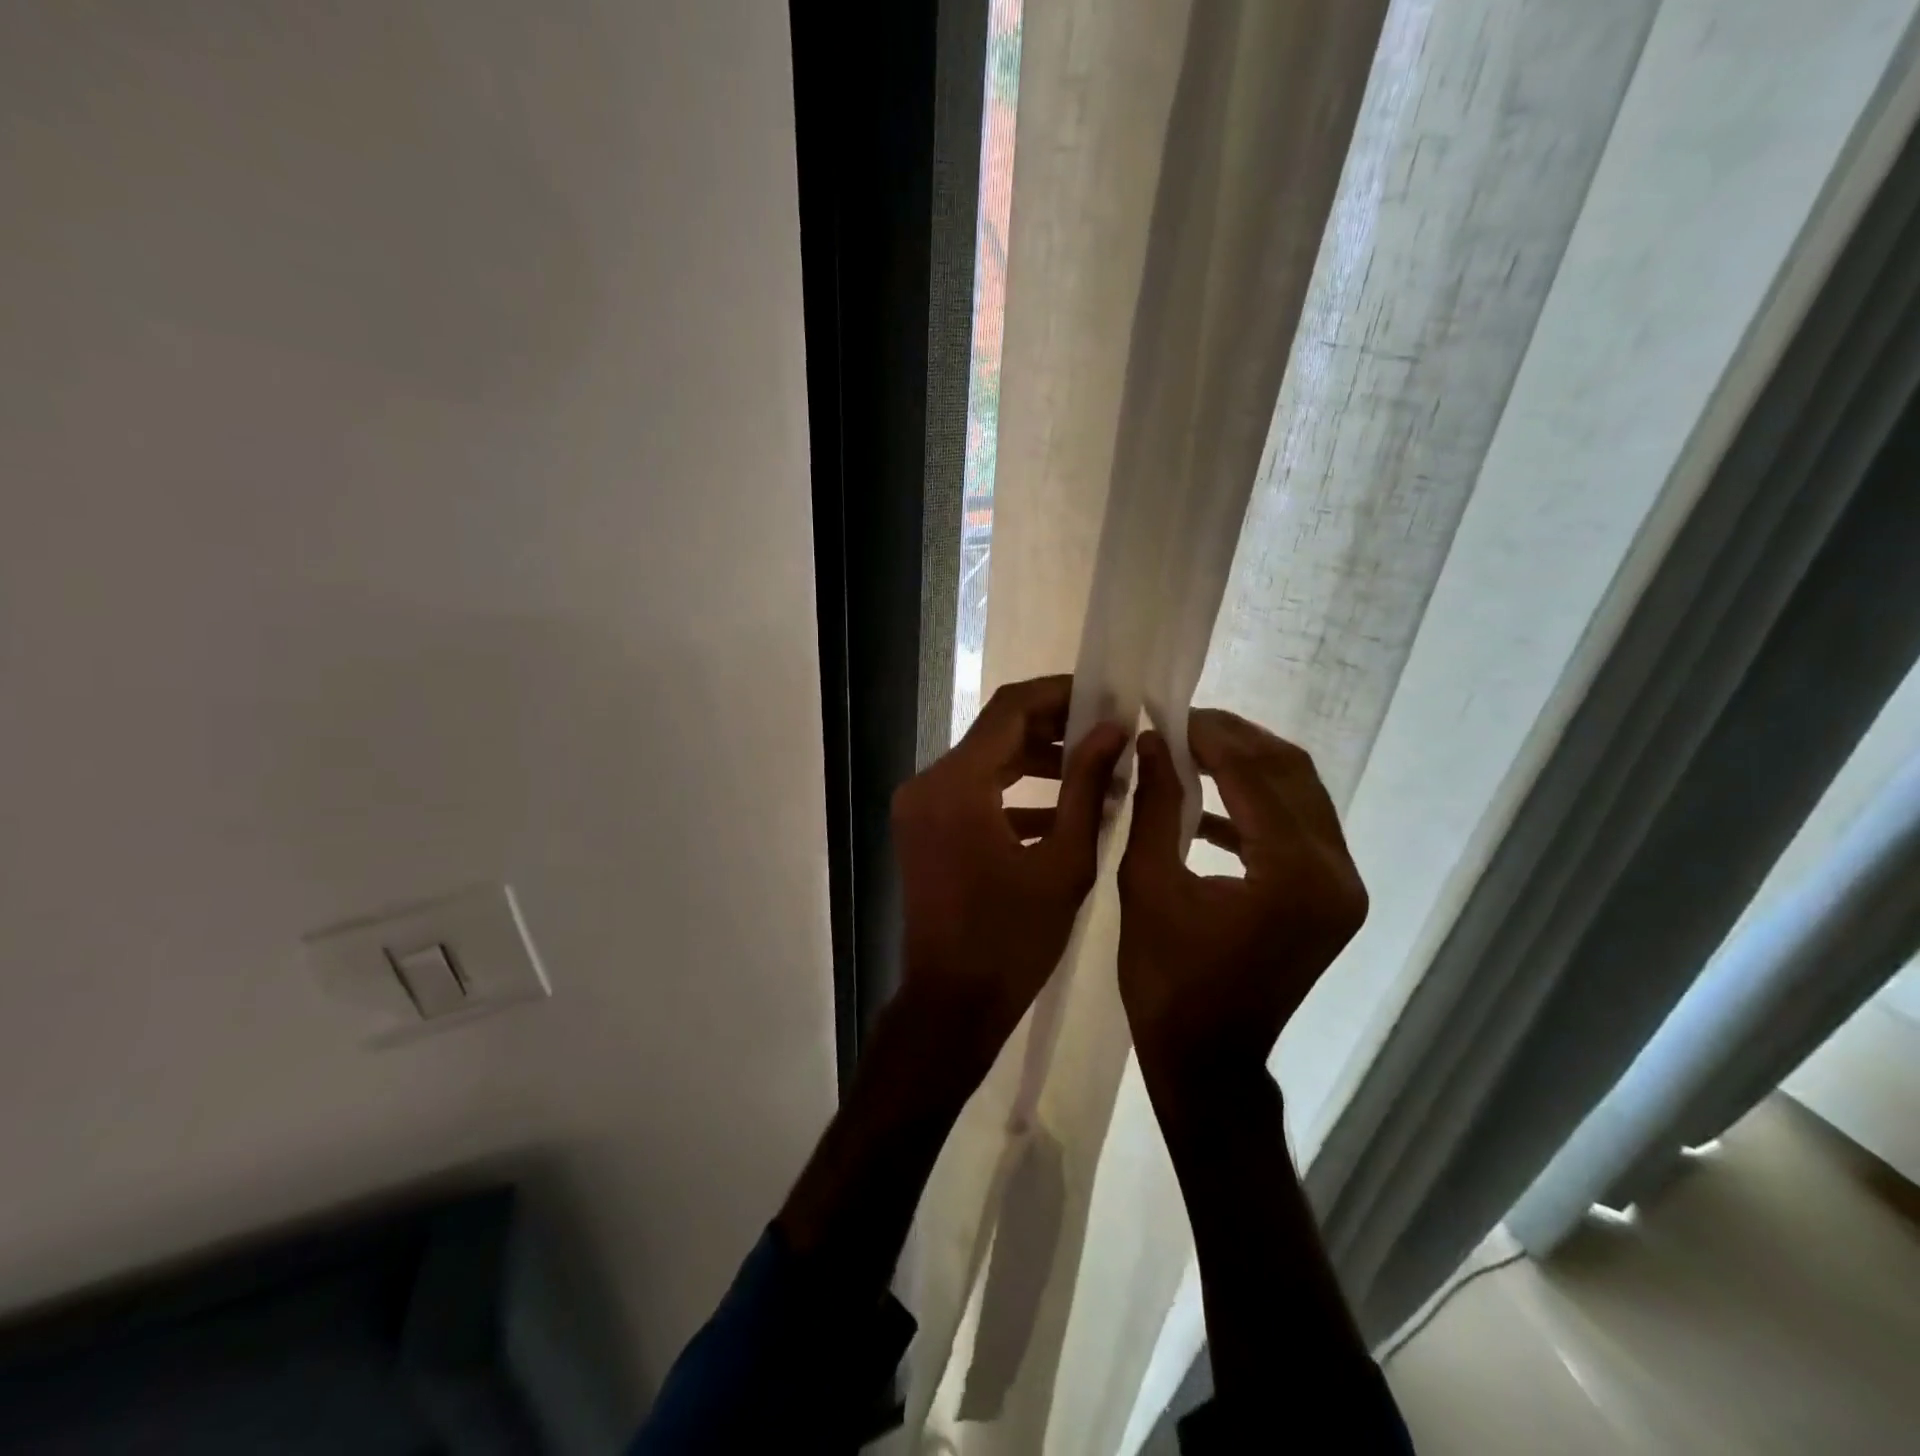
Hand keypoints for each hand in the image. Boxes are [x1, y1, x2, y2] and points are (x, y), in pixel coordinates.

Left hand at [892, 675, 1127, 1069]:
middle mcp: (928, 784)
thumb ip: (1087, 786)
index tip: (1106, 696)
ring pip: (986, 761)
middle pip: (996, 732)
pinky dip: (1013, 793)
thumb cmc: (1012, 940)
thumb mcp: (1064, 862)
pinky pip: (973, 793)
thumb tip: (1114, 730)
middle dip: (1054, 727)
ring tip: (1096, 768)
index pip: (1010, 709)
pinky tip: (1061, 808)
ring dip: (1036, 760)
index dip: (1060, 694)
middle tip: (1109, 732)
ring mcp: (920, 807)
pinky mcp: (923, 828)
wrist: (952, 1004)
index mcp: (957, 785)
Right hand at [1117, 709, 1366, 1089]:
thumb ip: (1154, 803)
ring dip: (1249, 767)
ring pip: (1301, 795)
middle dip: (1235, 740)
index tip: (1166, 713)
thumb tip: (1152, 741)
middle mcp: (1335, 873)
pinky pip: (1299, 828)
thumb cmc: (1166, 981)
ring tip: (1193, 751)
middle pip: (1291, 774)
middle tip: (1181, 724)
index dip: (1209, 736)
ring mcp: (1342, 887)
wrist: (1208, 1059)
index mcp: (1292, 874)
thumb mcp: (1147, 884)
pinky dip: (1257, 805)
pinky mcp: (1333, 898)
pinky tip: (1208, 803)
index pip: (1254, 774)